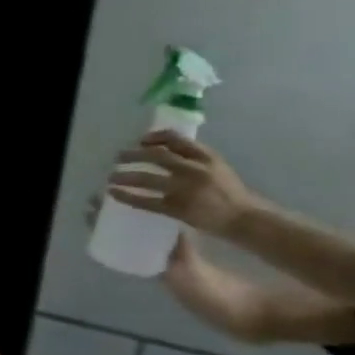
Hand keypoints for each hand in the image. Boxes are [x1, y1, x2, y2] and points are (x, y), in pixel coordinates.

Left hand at [108, 132, 261, 236]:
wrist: (244, 217)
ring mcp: (185, 190)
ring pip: (146, 178)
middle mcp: (194, 170)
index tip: (140, 140)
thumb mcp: (216, 166)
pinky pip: (145, 201)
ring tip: (111, 177)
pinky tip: (113, 193)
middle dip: (132, 155)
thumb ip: (193, 157)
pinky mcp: (177, 208)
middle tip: (118, 157)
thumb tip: (159, 147)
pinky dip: (126, 196)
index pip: (175, 139)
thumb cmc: (227, 191)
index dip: (153, 137)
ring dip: (124, 176)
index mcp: (206, 157)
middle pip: (156, 156)